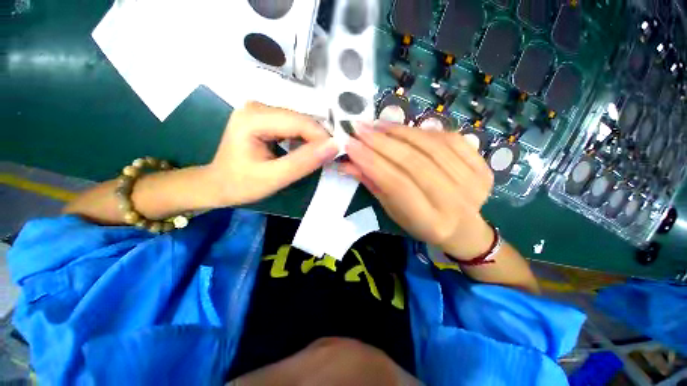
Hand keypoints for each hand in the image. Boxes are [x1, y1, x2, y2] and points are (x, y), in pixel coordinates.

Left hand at [207, 102, 337, 206]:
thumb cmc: (241, 184)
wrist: (219, 184)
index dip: (322, 138)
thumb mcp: (274, 177)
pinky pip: (294, 125)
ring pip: (300, 122)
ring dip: (314, 139)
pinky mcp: (266, 118)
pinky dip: (305, 138)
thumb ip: (304, 162)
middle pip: (301, 119)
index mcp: (254, 118)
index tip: (335, 155)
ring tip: (321, 156)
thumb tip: (335, 146)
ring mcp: (261, 110)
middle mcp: (258, 106)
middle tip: (330, 158)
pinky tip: (308, 151)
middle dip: (319, 139)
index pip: (300, 122)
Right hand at [340, 123, 494, 259]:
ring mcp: (473, 180)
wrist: (463, 228)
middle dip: (381, 142)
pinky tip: (403, 128)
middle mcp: (455, 201)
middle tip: (359, 128)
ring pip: (431, 146)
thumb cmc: (421, 224)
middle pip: (413, 162)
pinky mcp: (482, 165)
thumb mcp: (393, 211)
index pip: (396, 184)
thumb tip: (347, 163)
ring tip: (376, 124)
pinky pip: (449, 138)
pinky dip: (422, 130)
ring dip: (399, 131)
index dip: (371, 162)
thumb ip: (373, 185)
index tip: (350, 144)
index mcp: (431, 221)